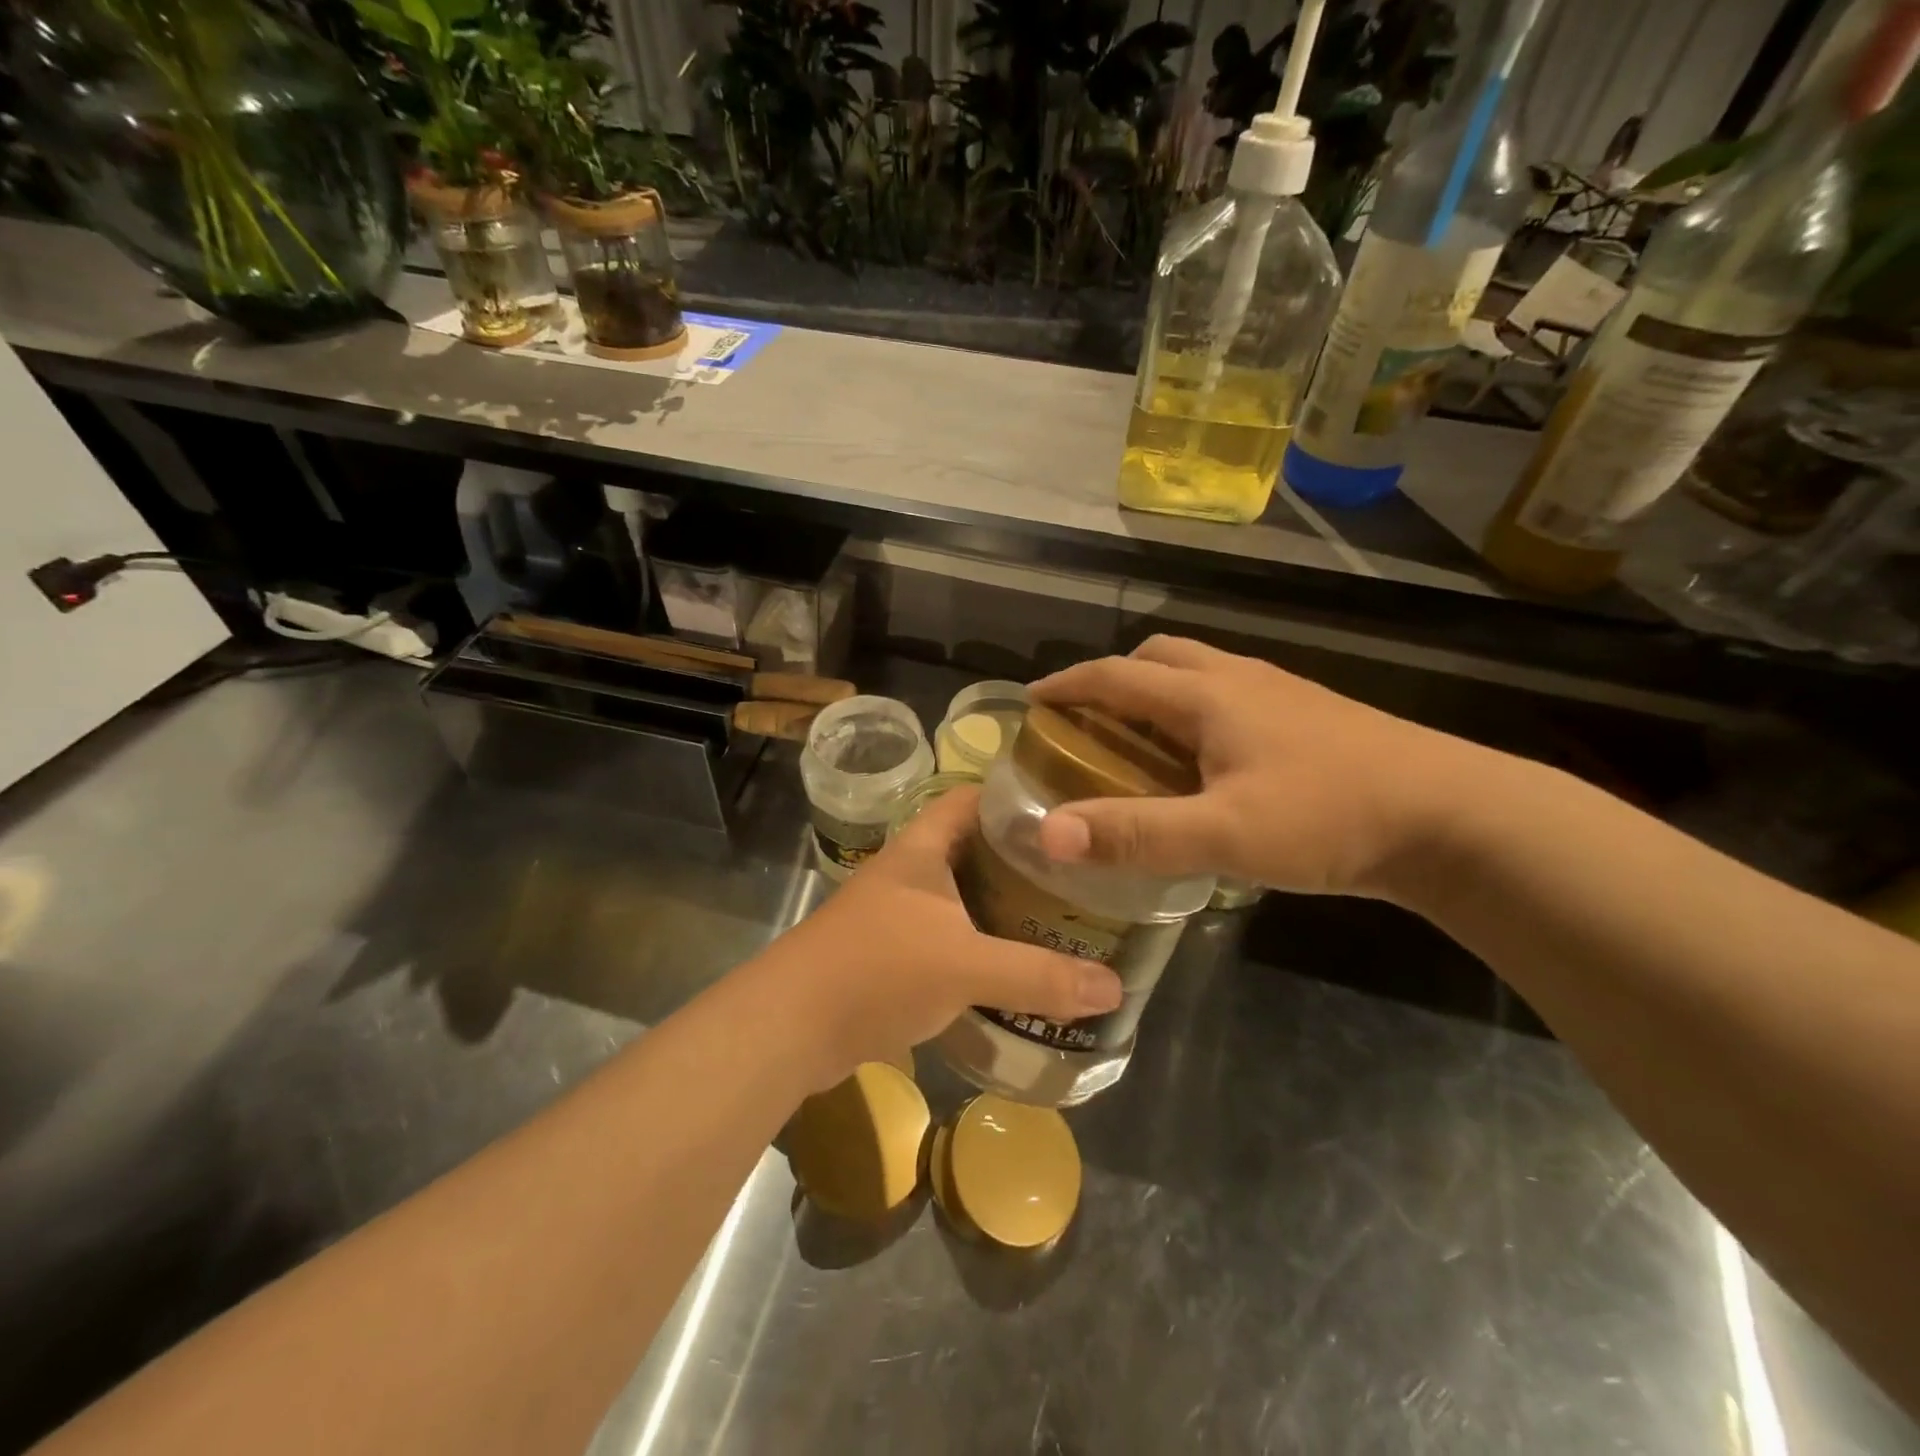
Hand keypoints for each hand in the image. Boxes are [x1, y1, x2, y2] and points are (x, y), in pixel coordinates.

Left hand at [756, 785, 1122, 1089]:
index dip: (1015, 795)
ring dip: (1003, 905)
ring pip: (963, 896)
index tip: (1068, 809)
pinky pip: (950, 937)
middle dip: (1023, 859)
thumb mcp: (964, 966)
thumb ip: (1038, 975)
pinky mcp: (893, 954)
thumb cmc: (876, 970)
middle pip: (975, 849)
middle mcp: (910, 872)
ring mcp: (898, 914)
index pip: (972, 798)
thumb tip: (1114, 987)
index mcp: (922, 848)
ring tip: (1061, 915)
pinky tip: (1016, 965)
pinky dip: (982, 945)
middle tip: (1080, 872)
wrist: (790, 1028)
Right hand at [1029, 636, 1487, 901]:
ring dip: (1157, 693)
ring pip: (1199, 673)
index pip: (1116, 676)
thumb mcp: (1222, 834)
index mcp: (1207, 696)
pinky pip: (1230, 696)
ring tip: (1140, 741)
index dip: (1068, 684)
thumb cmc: (1328, 816)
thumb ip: (1134, 833)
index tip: (1032, 700)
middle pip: (1159, 658)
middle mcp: (1238, 680)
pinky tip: (1207, 760)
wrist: (1452, 816)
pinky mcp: (1309, 716)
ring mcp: (1279, 694)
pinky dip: (1195, 711)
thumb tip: (1047, 834)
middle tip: (1088, 722)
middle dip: (1113, 680)